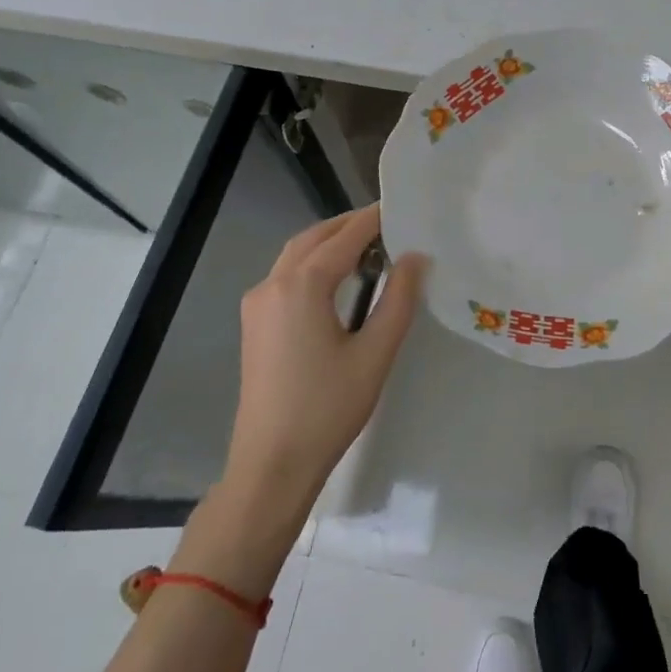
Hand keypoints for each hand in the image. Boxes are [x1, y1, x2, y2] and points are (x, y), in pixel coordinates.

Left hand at [225, 204, 426, 508]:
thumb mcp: (375, 354)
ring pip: (296, 254)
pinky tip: (340, 278)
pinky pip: (286, 275)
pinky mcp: (255, 322)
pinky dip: (314, 262)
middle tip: (391, 225)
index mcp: (302, 286)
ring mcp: (258, 303)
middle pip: (315, 237)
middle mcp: (273, 283)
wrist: (271, 465)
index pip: (345, 237)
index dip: (375, 219)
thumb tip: (415, 257)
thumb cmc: (327, 409)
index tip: (403, 207)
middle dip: (351, 225)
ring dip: (330, 242)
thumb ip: (398, 299)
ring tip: (371, 246)